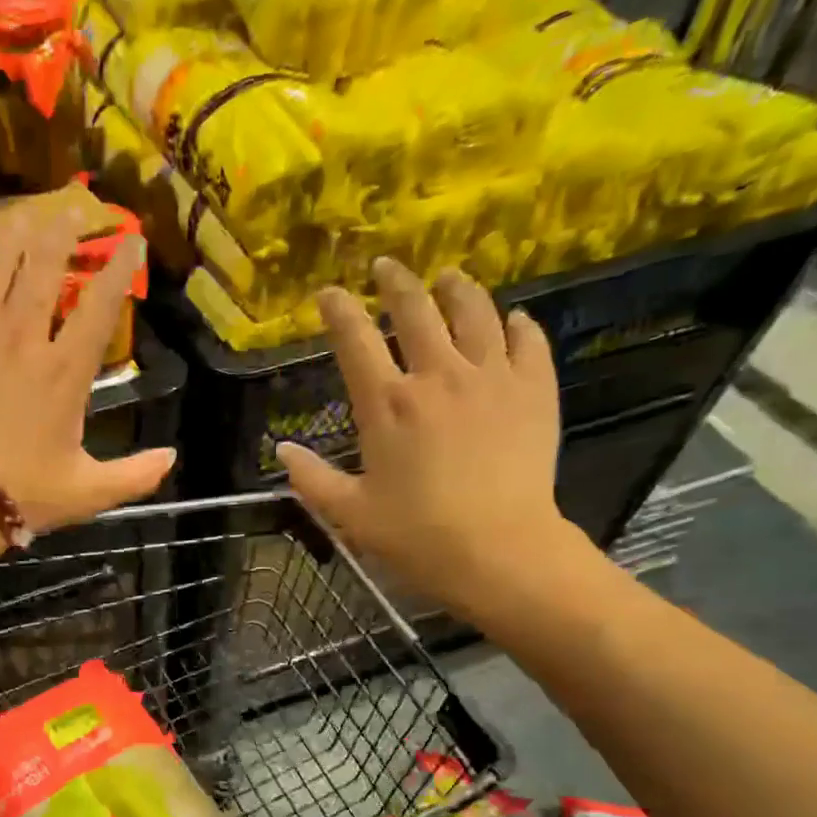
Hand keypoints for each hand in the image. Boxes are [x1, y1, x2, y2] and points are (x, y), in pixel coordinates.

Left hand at [0, 205, 173, 536]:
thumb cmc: (22, 496)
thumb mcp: (88, 493)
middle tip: (72, 206)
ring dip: (7, 237)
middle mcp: (20, 339)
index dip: (119, 268)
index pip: (98, 306)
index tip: (132, 237)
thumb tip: (173, 458)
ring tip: (19, 214)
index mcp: (64, 371)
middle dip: (61, 233)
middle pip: (42, 270)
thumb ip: (134, 475)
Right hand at [279, 260, 598, 624]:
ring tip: (448, 278)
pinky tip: (512, 321)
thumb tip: (282, 449)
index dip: (338, 310)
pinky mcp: (534, 389)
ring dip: (457, 289)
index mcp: (386, 405)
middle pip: (415, 310)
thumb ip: (312, 479)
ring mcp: (491, 377)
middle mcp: (437, 375)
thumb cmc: (417, 536)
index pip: (354, 340)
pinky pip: (527, 341)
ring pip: (475, 312)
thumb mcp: (350, 514)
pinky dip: (517, 325)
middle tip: (386, 266)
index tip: (329, 293)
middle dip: (396, 282)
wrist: (499, 550)